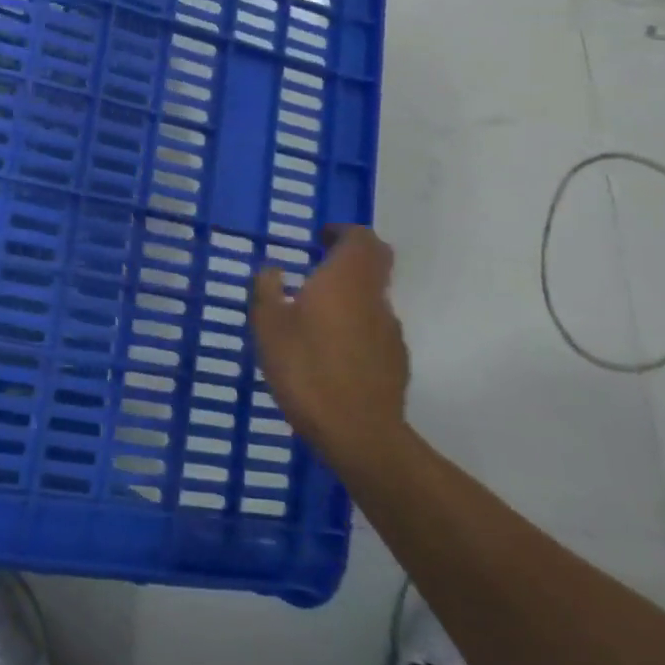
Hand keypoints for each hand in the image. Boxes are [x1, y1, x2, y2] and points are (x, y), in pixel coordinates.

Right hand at [250, 227, 409, 462]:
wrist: (358, 432)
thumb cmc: (306, 369)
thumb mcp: (269, 326)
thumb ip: (268, 291)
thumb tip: (272, 270)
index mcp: (346, 280)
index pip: (361, 238)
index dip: (343, 232)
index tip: (321, 237)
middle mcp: (375, 297)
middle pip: (376, 262)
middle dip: (352, 257)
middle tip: (323, 264)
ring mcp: (390, 330)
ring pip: (374, 297)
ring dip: (351, 295)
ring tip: (317, 315)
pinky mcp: (396, 360)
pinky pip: (375, 329)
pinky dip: (357, 326)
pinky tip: (333, 350)